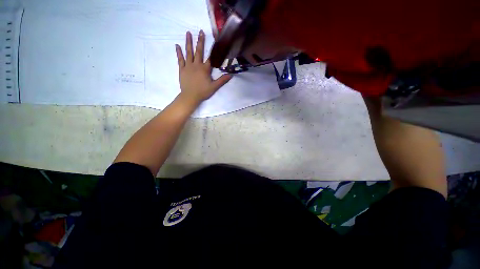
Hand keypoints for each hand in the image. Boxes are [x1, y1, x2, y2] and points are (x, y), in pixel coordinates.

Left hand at [175, 30, 231, 106]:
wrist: (190, 96)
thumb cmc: (203, 92)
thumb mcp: (214, 87)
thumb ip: (222, 80)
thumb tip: (231, 75)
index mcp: (205, 69)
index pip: (210, 58)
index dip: (213, 50)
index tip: (214, 41)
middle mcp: (196, 65)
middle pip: (199, 51)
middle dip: (200, 41)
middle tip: (200, 31)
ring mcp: (188, 66)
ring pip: (189, 52)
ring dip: (189, 42)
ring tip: (188, 33)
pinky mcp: (182, 69)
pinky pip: (180, 59)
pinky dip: (179, 52)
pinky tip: (177, 45)